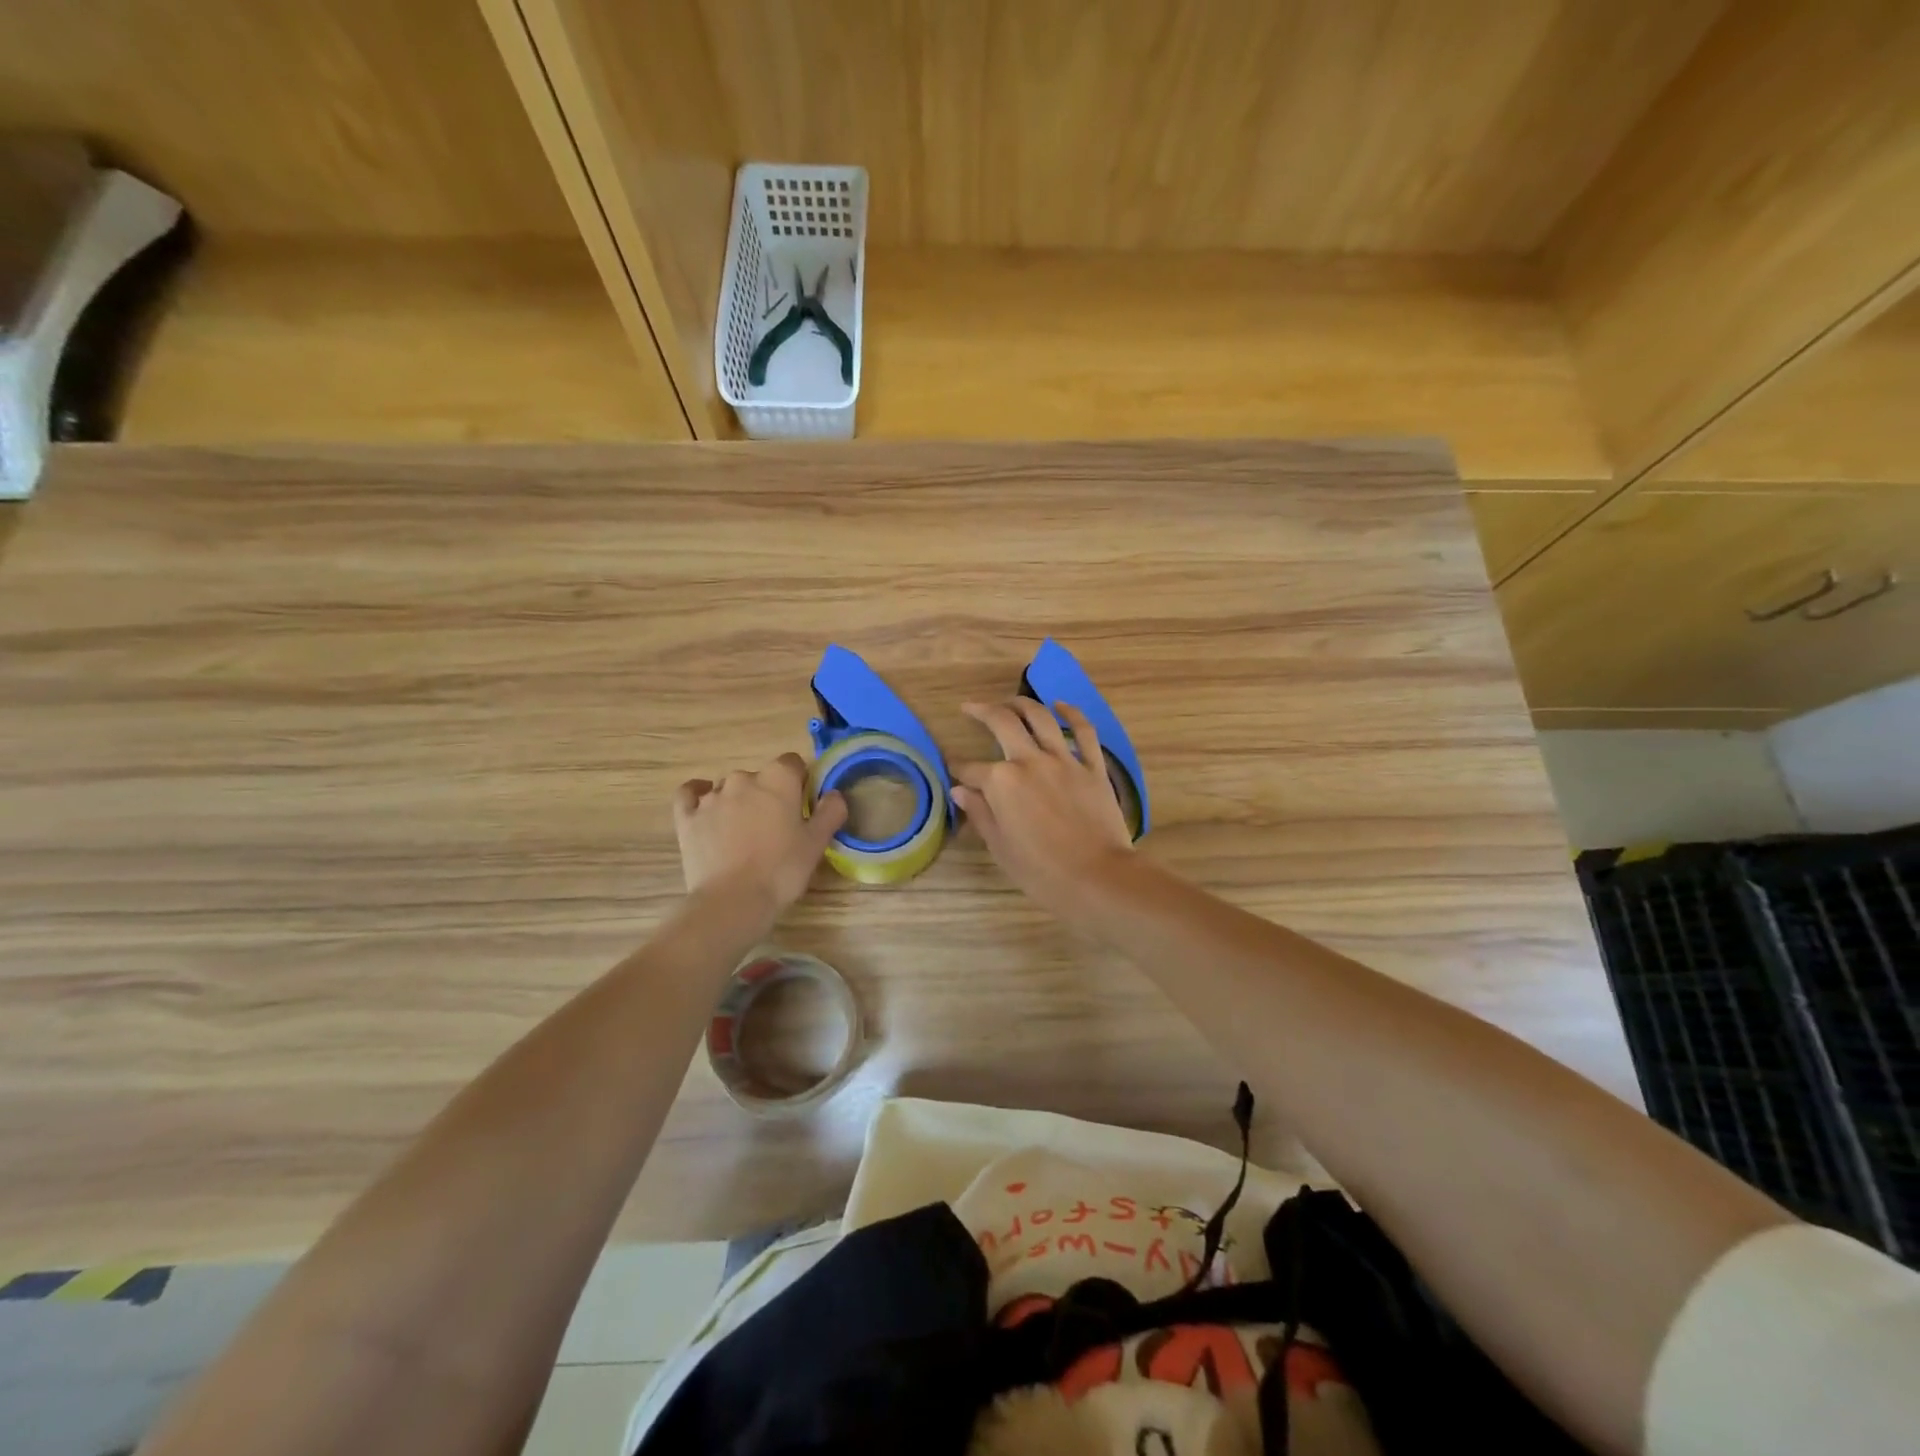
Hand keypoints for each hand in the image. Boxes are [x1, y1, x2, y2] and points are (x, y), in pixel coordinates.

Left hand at [673, 754, 846, 925]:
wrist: (732, 901)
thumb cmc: (782, 870)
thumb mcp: (817, 843)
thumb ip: (830, 811)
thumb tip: (834, 793)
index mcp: (778, 779)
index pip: (792, 763)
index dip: (799, 781)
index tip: (802, 806)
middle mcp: (743, 779)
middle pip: (760, 777)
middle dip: (769, 794)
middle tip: (776, 827)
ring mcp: (711, 797)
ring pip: (729, 788)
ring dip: (739, 802)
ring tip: (744, 833)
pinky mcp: (687, 816)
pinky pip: (690, 794)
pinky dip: (698, 795)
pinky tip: (705, 807)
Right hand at [952, 699, 1134, 918]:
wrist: (1097, 877)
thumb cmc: (1041, 872)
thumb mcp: (1000, 847)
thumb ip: (980, 813)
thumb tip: (960, 790)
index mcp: (1001, 782)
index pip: (971, 769)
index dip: (958, 768)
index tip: (952, 767)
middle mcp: (1029, 761)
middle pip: (1002, 723)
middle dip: (982, 711)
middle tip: (970, 707)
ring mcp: (1064, 760)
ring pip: (1040, 717)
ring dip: (1021, 703)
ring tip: (1009, 701)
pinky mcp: (1092, 766)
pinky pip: (1083, 731)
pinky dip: (1072, 713)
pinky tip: (1061, 705)